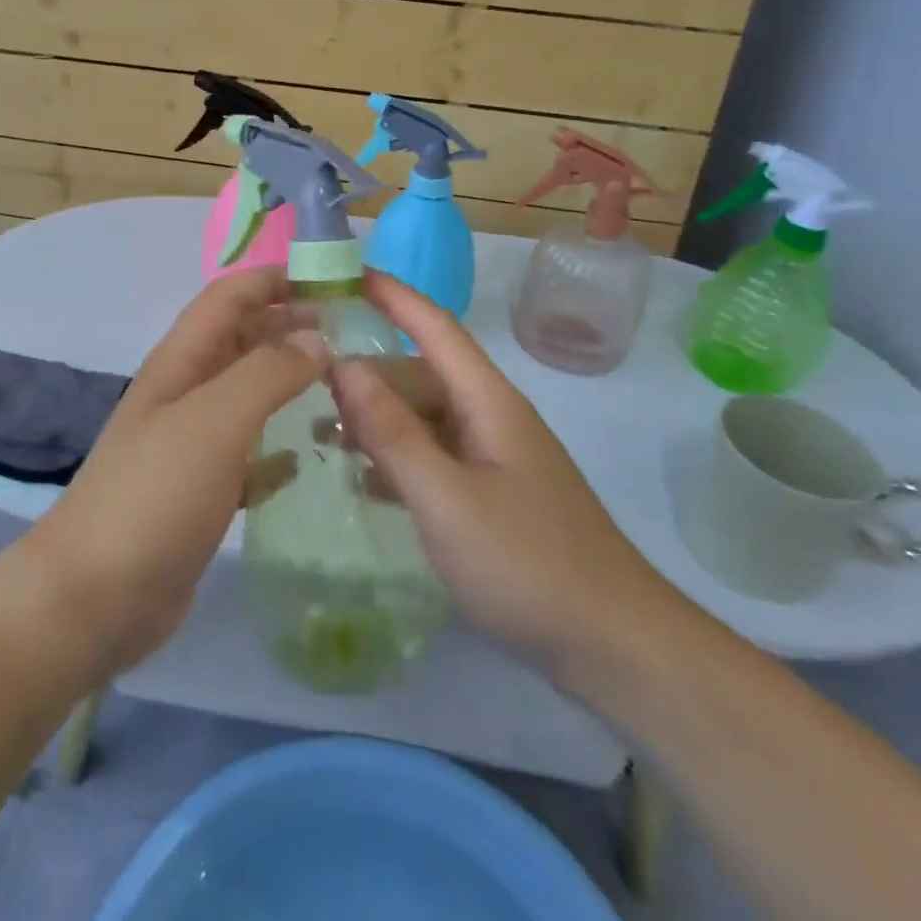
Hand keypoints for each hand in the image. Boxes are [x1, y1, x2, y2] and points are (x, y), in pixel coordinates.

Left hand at [17, 267, 325, 681]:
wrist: (95, 597)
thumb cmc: (155, 494)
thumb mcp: (214, 421)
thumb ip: (267, 372)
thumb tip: (317, 340)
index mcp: (182, 360)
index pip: (231, 295)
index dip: (276, 279)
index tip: (335, 282)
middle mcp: (187, 391)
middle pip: (244, 339)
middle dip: (293, 327)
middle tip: (356, 335)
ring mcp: (193, 442)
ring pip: (250, 394)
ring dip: (291, 383)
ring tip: (347, 388)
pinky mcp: (203, 489)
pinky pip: (250, 453)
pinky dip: (280, 447)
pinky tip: (310, 458)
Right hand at [331, 273, 687, 698]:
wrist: (614, 645)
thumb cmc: (528, 563)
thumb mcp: (446, 498)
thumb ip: (392, 432)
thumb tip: (343, 366)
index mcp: (487, 401)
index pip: (435, 326)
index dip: (392, 295)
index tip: (344, 274)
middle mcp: (490, 417)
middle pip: (421, 375)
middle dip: (368, 372)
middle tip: (306, 380)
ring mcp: (493, 457)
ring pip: (424, 418)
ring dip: (377, 420)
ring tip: (319, 432)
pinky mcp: (492, 494)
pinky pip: (434, 457)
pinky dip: (397, 458)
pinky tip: (362, 478)